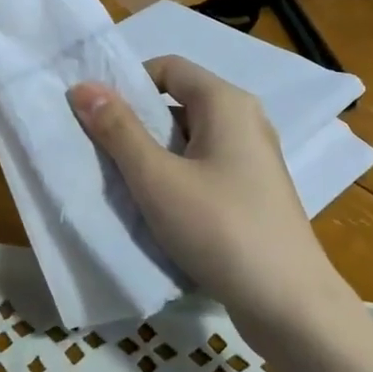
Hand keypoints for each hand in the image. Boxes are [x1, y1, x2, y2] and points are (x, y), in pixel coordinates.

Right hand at [69, 56, 345, 330]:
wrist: (289, 303)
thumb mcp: (156, 178)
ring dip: (152, 153)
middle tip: (100, 150)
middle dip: (135, 121)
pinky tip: (157, 207)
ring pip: (188, 138)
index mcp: (226, 103)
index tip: (96, 114)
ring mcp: (252, 157)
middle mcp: (244, 120)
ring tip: (122, 181)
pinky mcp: (253, 190)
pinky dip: (175, 175)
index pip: (167, 67)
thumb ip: (118, 130)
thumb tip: (83, 86)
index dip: (127, 83)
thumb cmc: (220, 228)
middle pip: (177, 101)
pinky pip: (204, 165)